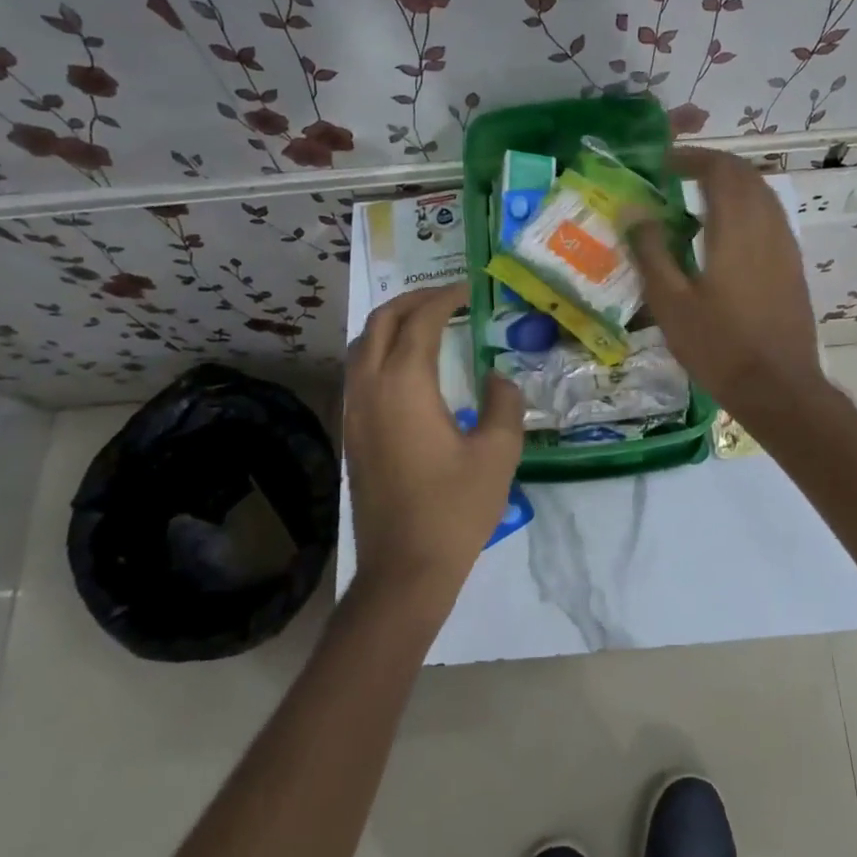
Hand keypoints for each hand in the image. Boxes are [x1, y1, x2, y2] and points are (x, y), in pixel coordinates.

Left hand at [343, 283, 523, 618]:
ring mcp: (354, 412)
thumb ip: (504, 403)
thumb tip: (497, 378)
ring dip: (392, 323)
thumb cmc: (455, 508)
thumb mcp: (498, 453)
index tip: (469, 288)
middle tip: (446, 297)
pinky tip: (407, 367)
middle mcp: (370, 389)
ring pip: (363, 346)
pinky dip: (381, 351)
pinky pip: (359, 372)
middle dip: (412, 300)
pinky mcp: (352, 434)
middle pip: (381, 323)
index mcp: (404, 385)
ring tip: (426, 322)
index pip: (421, 321)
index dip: (445, 298)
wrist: (404, 568)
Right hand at [627, 147, 826, 422]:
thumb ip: (651, 252)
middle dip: (713, 166)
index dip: (692, 158)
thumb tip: (633, 212)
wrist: (779, 388)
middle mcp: (767, 226)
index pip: (720, 169)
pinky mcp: (793, 267)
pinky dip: (747, 210)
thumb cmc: (719, 347)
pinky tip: (724, 237)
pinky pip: (771, 219)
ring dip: (733, 187)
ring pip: (763, 196)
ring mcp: (786, 246)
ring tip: (698, 201)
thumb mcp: (670, 303)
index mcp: (736, 228)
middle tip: (679, 176)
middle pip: (746, 175)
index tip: (664, 164)